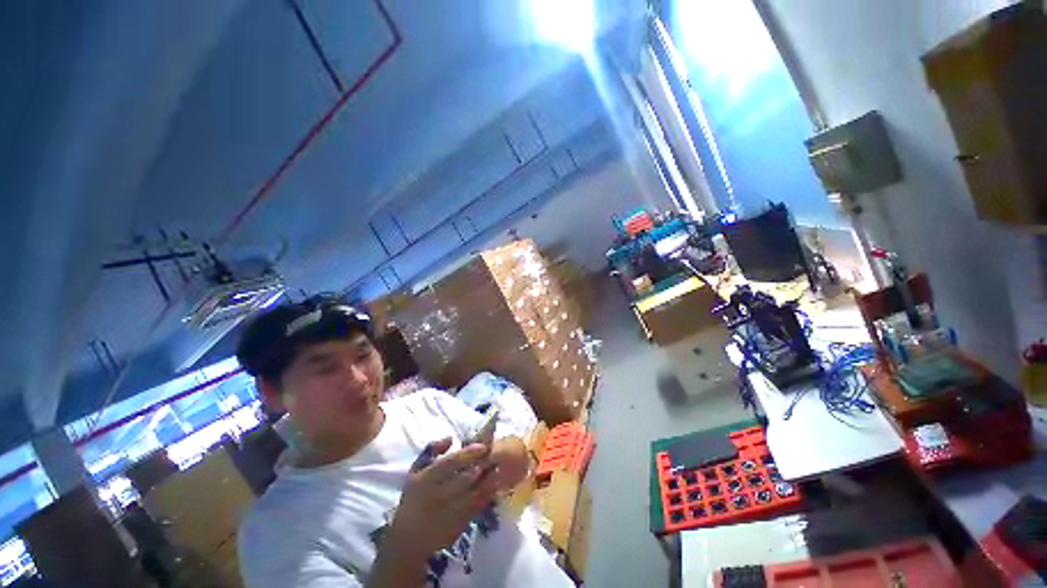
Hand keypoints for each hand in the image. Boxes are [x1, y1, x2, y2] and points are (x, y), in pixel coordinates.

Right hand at [387, 438, 499, 557]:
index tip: (482, 446)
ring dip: (488, 481)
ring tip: (499, 467)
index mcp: (425, 480)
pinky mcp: (459, 525)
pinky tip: (496, 484)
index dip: (467, 454)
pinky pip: (476, 507)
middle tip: (495, 454)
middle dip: (481, 466)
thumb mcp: (415, 471)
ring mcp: (449, 513)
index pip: (448, 464)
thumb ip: (432, 450)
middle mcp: (437, 496)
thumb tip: (450, 438)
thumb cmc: (413, 498)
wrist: (408, 540)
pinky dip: (487, 495)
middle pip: (464, 479)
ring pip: (473, 494)